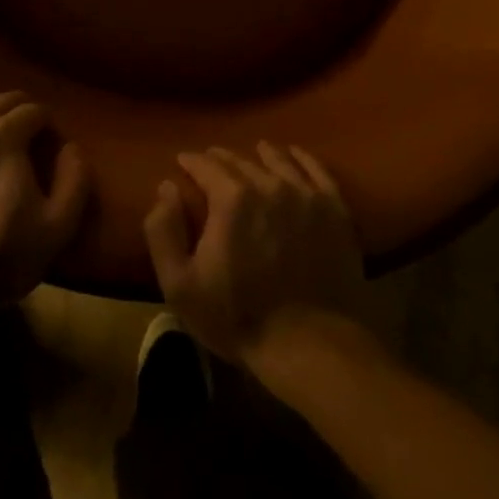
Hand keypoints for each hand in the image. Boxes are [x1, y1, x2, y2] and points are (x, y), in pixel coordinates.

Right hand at [144, 143, 367, 367]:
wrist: (311, 346)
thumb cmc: (237, 317)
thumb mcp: (180, 284)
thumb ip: (163, 230)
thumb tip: (167, 187)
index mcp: (230, 198)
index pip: (205, 165)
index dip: (190, 161)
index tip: (182, 162)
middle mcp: (269, 185)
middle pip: (240, 160)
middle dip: (220, 159)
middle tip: (211, 161)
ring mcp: (306, 195)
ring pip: (278, 160)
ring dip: (261, 154)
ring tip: (253, 152)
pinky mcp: (335, 210)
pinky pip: (318, 171)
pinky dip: (303, 158)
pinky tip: (294, 154)